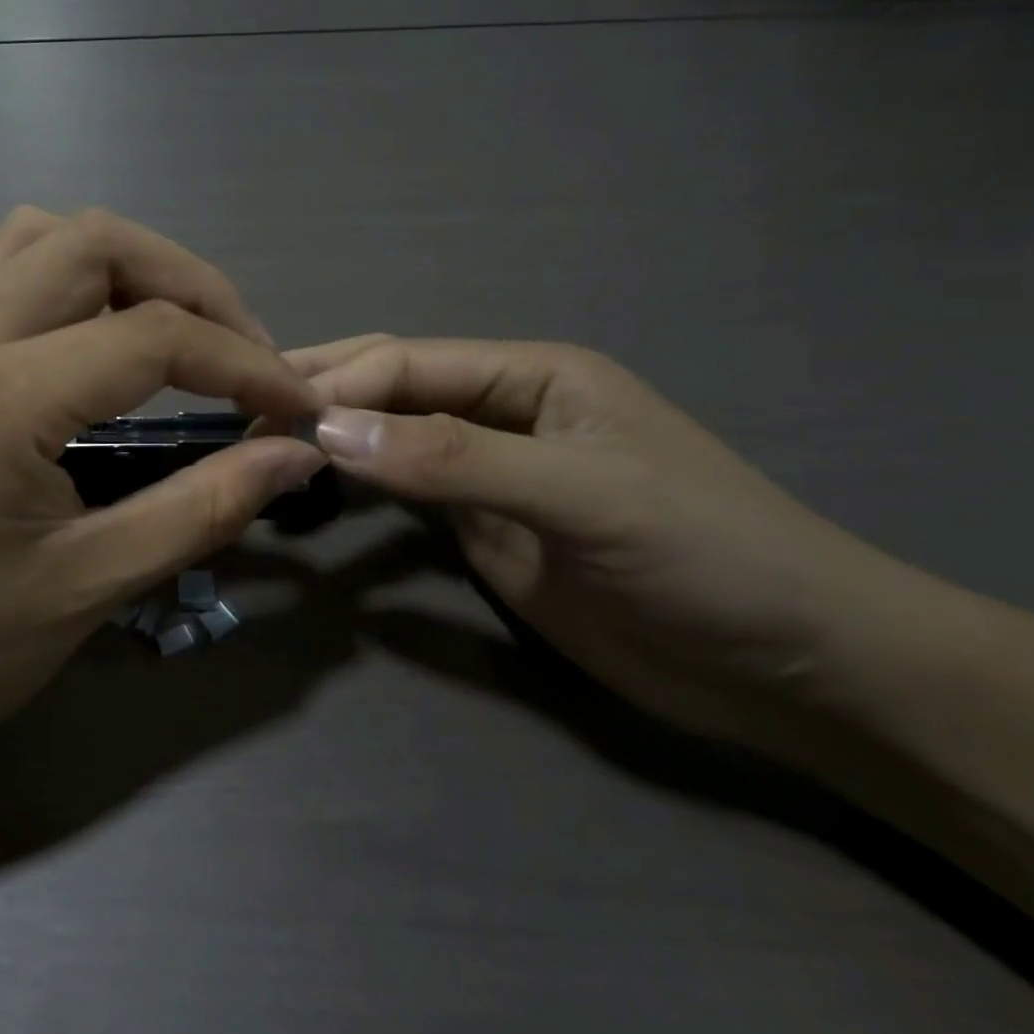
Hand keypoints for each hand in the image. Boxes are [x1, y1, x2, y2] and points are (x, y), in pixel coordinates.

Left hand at [0, 208, 326, 767]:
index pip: (153, 335)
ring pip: (46, 237)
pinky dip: (77, 283)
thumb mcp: (92, 585)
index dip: (244, 362)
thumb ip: (205, 507)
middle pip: (98, 242)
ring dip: (130, 267)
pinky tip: (104, 343)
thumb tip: (295, 454)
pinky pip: (9, 272)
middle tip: (244, 352)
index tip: (294, 402)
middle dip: (192, 284)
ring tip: (181, 334)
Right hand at [294, 337, 909, 757]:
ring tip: (258, 447)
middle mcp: (500, 412)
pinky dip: (358, 490)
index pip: (409, 363)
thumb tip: (329, 432)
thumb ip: (455, 460)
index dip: (338, 383)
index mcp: (530, 375)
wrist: (792, 669)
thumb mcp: (582, 493)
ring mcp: (487, 475)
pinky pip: (405, 499)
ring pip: (391, 443)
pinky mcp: (483, 531)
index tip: (265, 412)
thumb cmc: (707, 554)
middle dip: (323, 397)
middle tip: (241, 415)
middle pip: (392, 390)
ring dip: (332, 442)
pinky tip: (314, 490)